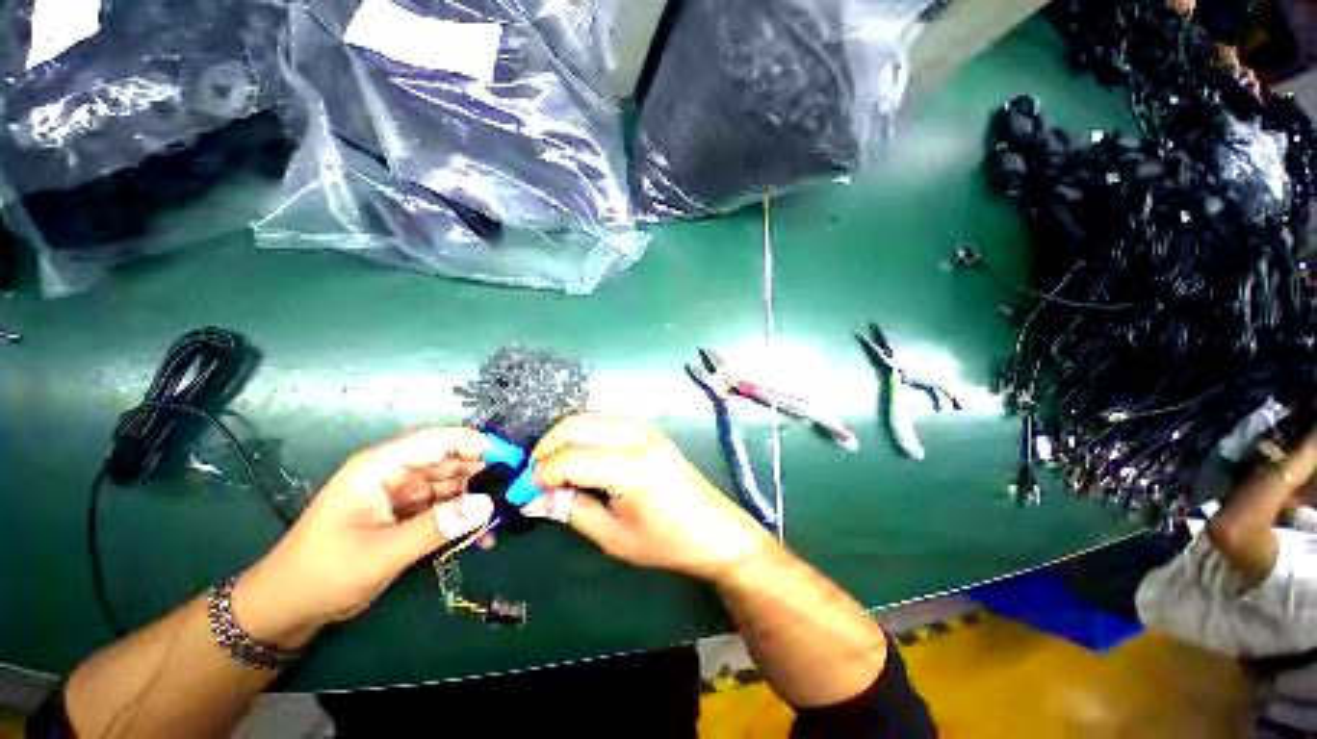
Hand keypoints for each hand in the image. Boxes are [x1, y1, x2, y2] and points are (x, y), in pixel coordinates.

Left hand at [233, 428, 493, 646]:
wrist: (289, 607)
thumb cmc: (324, 573)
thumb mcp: (381, 553)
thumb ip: (436, 527)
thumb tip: (487, 506)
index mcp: (380, 467)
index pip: (436, 441)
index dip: (475, 443)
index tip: (510, 457)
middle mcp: (395, 473)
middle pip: (449, 459)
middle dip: (483, 471)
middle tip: (516, 487)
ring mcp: (402, 493)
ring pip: (452, 483)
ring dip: (477, 497)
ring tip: (505, 513)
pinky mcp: (408, 513)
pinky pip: (445, 507)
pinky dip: (464, 517)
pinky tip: (483, 535)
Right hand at [526, 414, 774, 581]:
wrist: (716, 530)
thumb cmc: (668, 542)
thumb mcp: (615, 537)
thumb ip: (572, 511)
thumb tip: (534, 497)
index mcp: (632, 466)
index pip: (570, 458)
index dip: (540, 473)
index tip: (522, 492)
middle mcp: (638, 436)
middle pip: (577, 425)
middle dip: (547, 446)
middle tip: (533, 476)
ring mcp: (646, 428)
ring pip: (590, 417)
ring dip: (564, 436)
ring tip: (551, 466)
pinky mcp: (649, 430)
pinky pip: (606, 421)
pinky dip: (584, 433)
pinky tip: (578, 455)